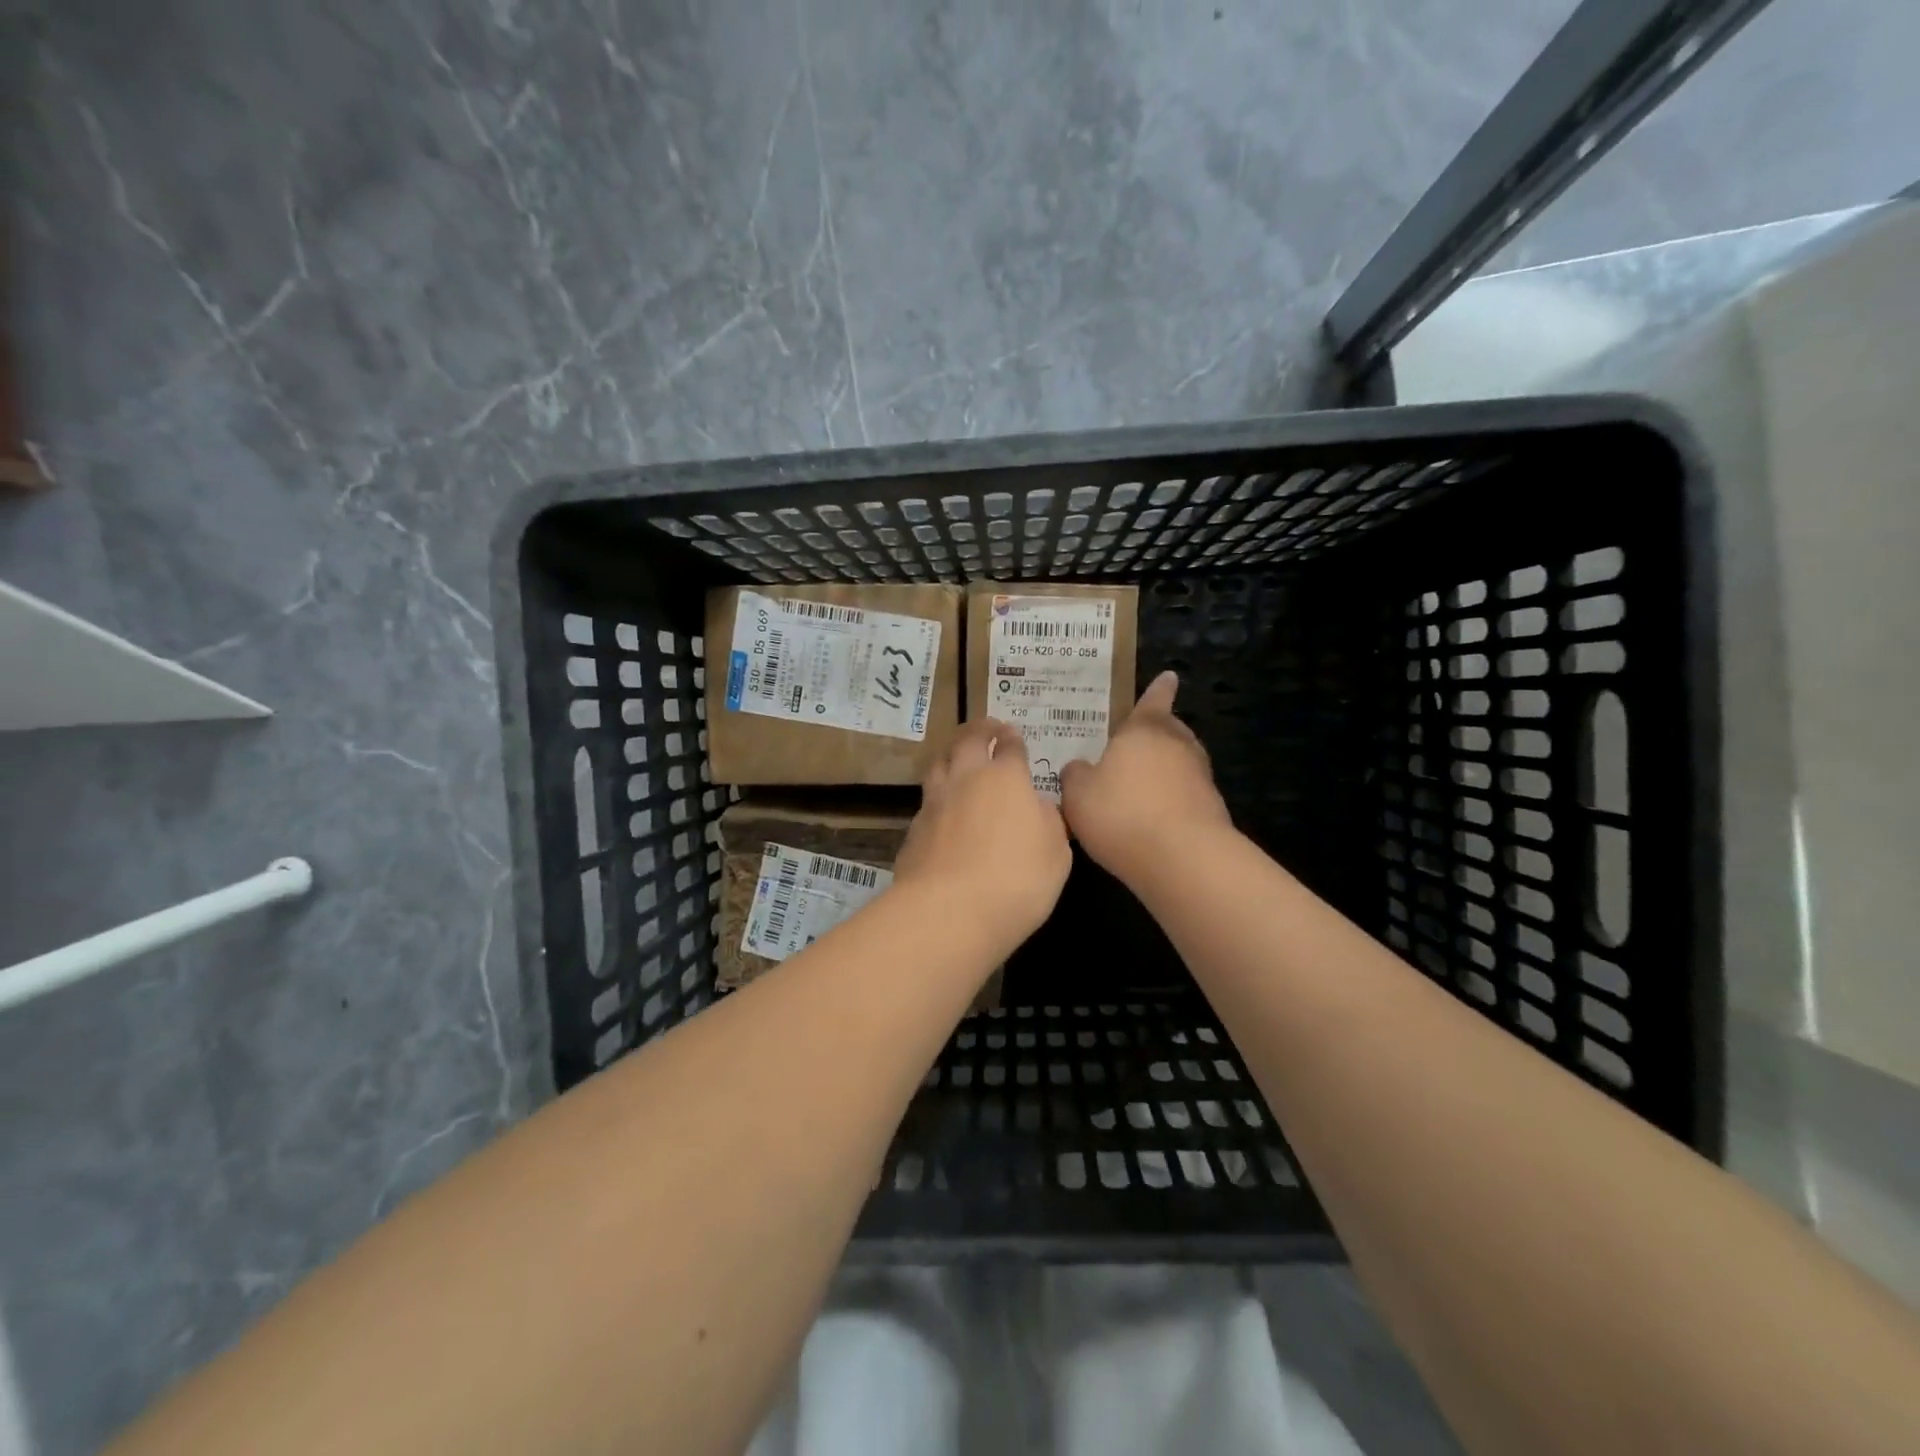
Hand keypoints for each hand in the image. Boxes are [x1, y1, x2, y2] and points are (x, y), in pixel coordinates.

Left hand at [893, 719, 1071, 940]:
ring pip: (938, 764)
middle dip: (979, 730)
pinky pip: (926, 802)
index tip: (1013, 735)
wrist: (949, 912)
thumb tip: (1039, 806)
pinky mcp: (913, 830)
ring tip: (958, 756)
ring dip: (951, 754)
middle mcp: (966, 780)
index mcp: (1005, 779)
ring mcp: (934, 803)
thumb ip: (1049, 822)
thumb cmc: (1017, 880)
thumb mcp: (1056, 854)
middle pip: (967, 741)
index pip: (1010, 748)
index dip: (1013, 739)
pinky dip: (937, 796)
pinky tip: (942, 810)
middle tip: (987, 728)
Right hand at [1059, 671, 1230, 888]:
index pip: (1153, 699)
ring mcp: (1200, 776)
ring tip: (1140, 784)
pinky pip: (1185, 794)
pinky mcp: (1212, 809)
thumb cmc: (1122, 813)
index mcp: (1144, 730)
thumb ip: (1075, 775)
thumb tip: (1079, 767)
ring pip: (1180, 762)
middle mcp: (1177, 744)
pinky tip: (1152, 819)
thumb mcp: (1078, 794)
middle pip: (1169, 730)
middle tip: (1136, 742)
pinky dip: (1171, 799)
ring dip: (1164, 769)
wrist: (1183, 858)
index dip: (1158, 690)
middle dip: (1157, 733)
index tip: (1169, 677)